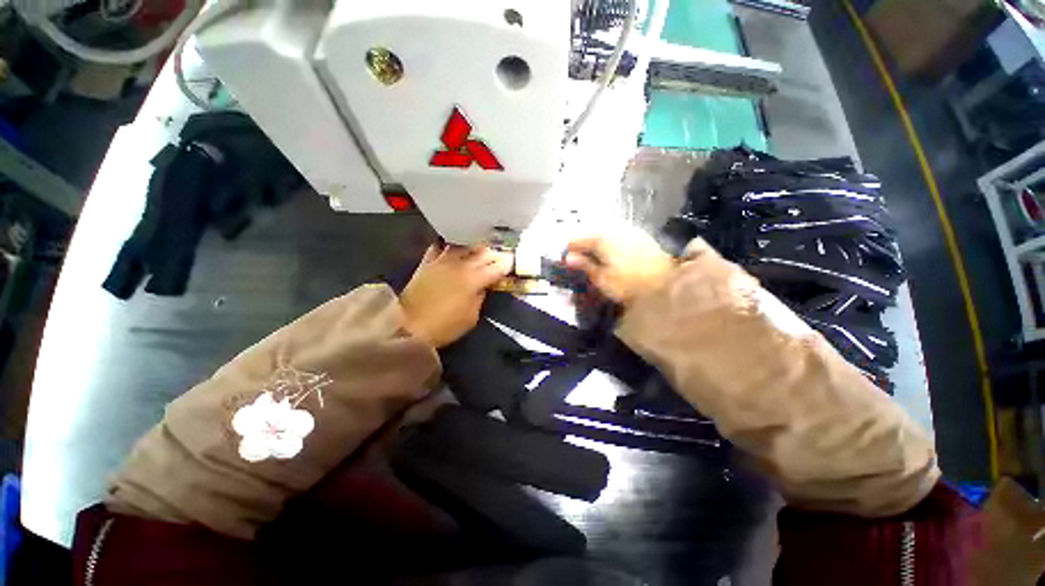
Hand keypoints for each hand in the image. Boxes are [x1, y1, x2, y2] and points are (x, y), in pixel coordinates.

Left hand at [400, 245, 512, 347]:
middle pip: (482, 254)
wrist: (408, 325)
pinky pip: (439, 248)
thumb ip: (480, 299)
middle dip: (494, 254)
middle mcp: (460, 266)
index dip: (505, 265)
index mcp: (473, 281)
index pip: (495, 268)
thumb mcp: (470, 318)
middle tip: (500, 255)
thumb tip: (482, 287)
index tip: (511, 262)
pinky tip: (453, 248)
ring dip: (474, 247)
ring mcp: (442, 262)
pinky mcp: (427, 263)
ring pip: (463, 247)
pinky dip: (448, 246)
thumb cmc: (444, 326)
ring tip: (480, 248)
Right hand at [564, 227, 674, 305]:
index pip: (577, 239)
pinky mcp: (641, 236)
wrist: (667, 282)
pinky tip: (610, 253)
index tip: (563, 258)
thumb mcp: (602, 278)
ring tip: (591, 256)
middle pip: (591, 234)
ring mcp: (629, 231)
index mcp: (601, 239)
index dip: (568, 249)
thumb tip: (568, 257)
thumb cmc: (629, 284)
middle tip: (576, 258)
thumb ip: (585, 265)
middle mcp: (615, 229)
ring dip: (596, 243)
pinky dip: (610, 243)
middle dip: (582, 245)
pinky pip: (618, 235)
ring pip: (605, 233)